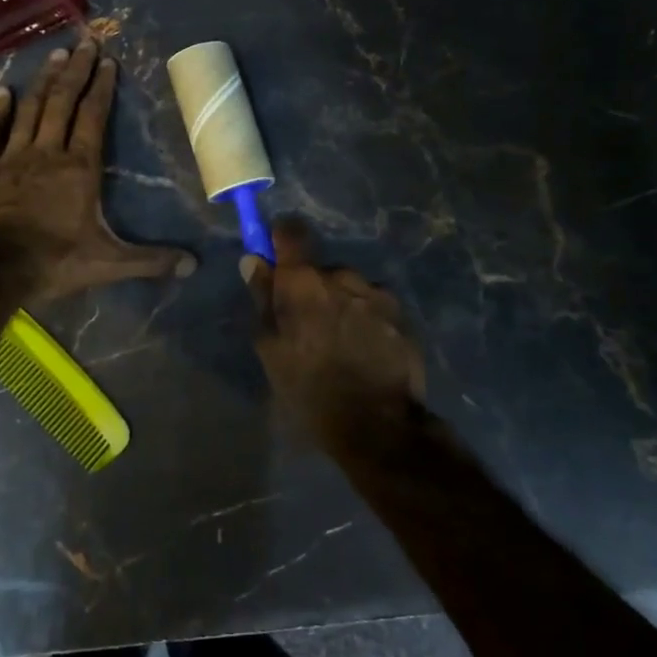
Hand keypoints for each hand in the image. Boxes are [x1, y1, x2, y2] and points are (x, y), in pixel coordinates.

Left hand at [0, 38, 196, 301]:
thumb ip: (150, 261)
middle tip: (84, 41)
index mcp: (79, 168)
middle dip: (75, 71)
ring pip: (29, 110)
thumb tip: (194, 265)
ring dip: (43, 81)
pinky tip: (0, 91)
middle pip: (62, 102)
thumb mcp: (108, 263)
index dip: (101, 87)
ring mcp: (11, 158)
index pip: (93, 117)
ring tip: (54, 55)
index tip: (107, 60)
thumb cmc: (53, 262)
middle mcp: (46, 152)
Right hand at [242, 216, 425, 431]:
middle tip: (309, 325)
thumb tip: (254, 260)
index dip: (282, 237)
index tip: (277, 257)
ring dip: (343, 304)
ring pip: (351, 288)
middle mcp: (342, 276)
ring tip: (341, 343)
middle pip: (322, 268)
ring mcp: (377, 294)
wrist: (376, 425)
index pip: (292, 231)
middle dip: (314, 287)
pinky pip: (375, 306)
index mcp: (304, 282)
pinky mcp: (402, 315)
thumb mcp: (271, 349)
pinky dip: (366, 320)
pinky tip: (364, 351)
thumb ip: (263, 299)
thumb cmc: (309, 389)